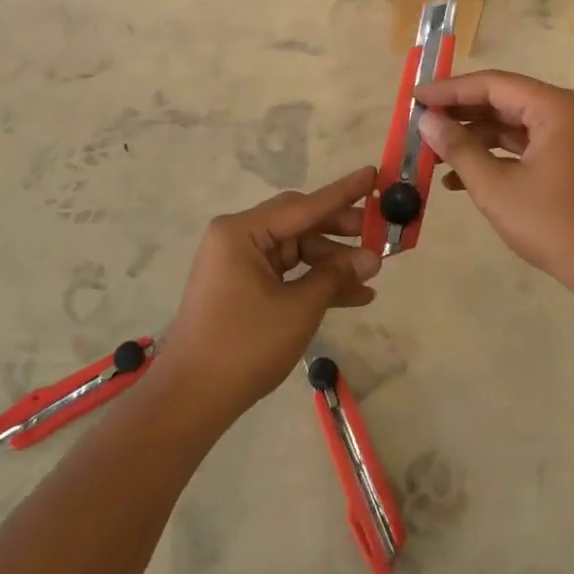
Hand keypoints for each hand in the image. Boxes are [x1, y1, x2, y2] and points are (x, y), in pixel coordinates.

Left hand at [156, 166, 382, 423]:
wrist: (192, 399)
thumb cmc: (244, 345)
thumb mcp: (298, 309)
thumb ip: (335, 276)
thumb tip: (372, 257)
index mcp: (242, 231)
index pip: (304, 205)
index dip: (343, 193)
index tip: (374, 174)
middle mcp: (239, 238)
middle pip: (300, 224)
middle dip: (341, 232)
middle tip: (381, 233)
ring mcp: (240, 263)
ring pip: (297, 251)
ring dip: (332, 263)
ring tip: (373, 274)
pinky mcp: (244, 287)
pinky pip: (288, 274)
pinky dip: (315, 282)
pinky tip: (354, 296)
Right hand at [414, 71, 573, 297]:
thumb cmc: (553, 224)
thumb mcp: (496, 187)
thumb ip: (459, 148)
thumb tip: (427, 120)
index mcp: (554, 108)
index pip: (492, 84)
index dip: (449, 89)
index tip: (414, 96)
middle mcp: (564, 112)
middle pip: (502, 99)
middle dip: (459, 113)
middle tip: (420, 122)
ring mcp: (569, 136)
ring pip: (510, 123)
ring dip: (473, 137)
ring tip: (433, 152)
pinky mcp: (568, 159)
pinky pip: (523, 145)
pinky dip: (493, 155)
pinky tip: (458, 178)